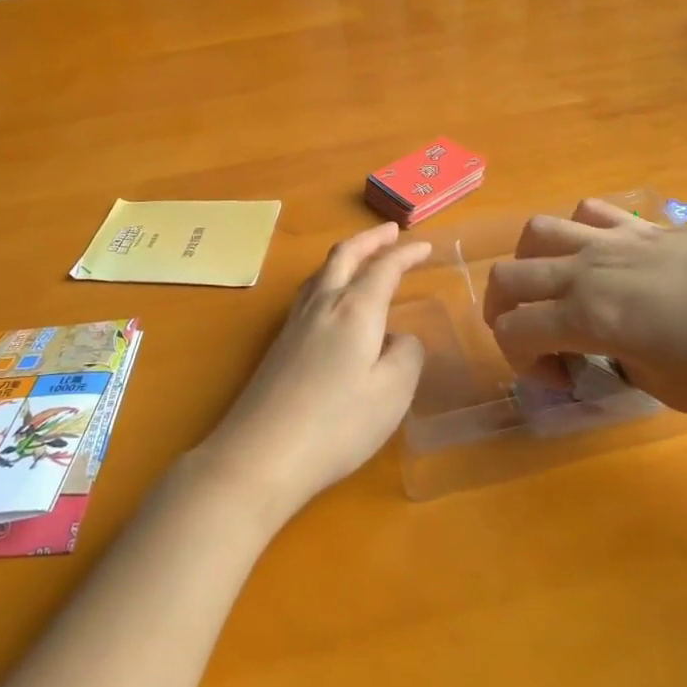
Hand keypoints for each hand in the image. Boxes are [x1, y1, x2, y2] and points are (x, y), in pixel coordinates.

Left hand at [196, 223, 429, 523]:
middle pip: (345, 256)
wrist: (261, 454)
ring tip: (360, 257)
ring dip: (346, 255)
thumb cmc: (337, 424)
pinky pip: (308, 291)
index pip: (384, 268)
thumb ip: (406, 356)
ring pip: (321, 270)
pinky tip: (329, 299)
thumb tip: (399, 338)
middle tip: (391, 232)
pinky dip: (327, 278)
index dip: (406, 254)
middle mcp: (323, 304)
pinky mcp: (279, 343)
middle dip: (370, 239)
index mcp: (355, 309)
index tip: (425, 246)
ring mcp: (295, 322)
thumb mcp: (392, 394)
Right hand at [482, 199, 686, 412]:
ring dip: (528, 265)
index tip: (560, 380)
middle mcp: (586, 271)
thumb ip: (625, 371)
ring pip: (536, 233)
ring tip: (554, 290)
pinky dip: (576, 233)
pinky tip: (600, 257)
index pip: (513, 330)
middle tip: (538, 341)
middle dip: (504, 313)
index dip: (519, 361)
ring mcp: (611, 239)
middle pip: (507, 276)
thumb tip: (613, 352)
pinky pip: (586, 213)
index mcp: (588, 317)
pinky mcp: (640, 224)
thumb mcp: (674, 392)